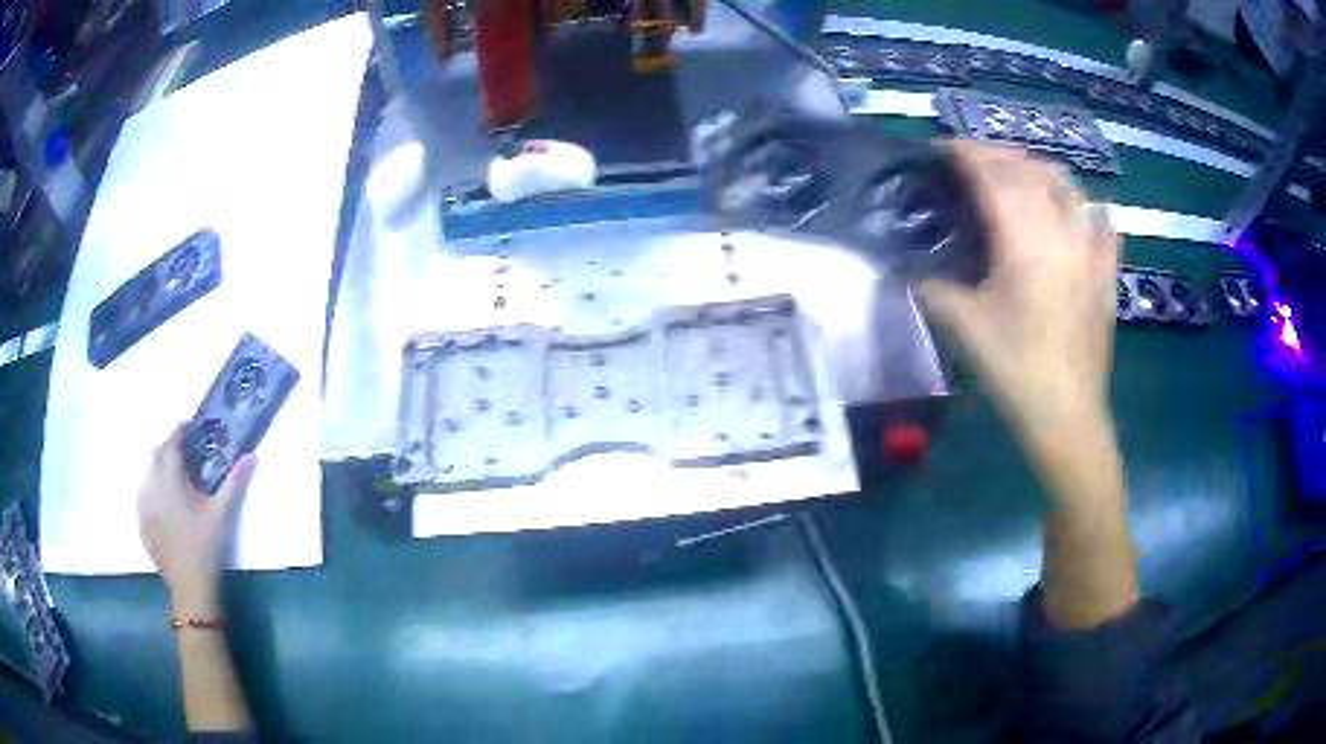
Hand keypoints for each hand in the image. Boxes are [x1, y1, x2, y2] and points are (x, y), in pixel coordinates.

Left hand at [137, 423, 255, 613]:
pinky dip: (151, 492)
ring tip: (173, 481)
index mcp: (170, 481)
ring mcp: (144, 507)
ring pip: (146, 476)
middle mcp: (152, 487)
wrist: (190, 587)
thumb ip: (234, 483)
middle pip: (154, 456)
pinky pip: (142, 497)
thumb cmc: (206, 547)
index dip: (178, 431)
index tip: (187, 425)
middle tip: (183, 457)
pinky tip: (163, 506)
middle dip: (167, 450)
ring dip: (157, 470)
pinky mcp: (142, 524)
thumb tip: (252, 456)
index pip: (171, 445)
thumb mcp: (222, 514)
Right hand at [920, 142, 1118, 452]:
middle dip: (999, 156)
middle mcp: (1060, 232)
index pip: (994, 176)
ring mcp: (1090, 251)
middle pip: (1031, 172)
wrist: (1068, 416)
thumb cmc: (1016, 370)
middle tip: (974, 161)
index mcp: (1023, 240)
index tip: (942, 149)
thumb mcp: (964, 328)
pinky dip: (1088, 209)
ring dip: (1041, 171)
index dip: (966, 154)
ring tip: (1022, 174)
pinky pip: (1103, 226)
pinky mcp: (1106, 275)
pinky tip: (1081, 212)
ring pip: (1069, 188)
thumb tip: (911, 270)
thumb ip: (933, 289)